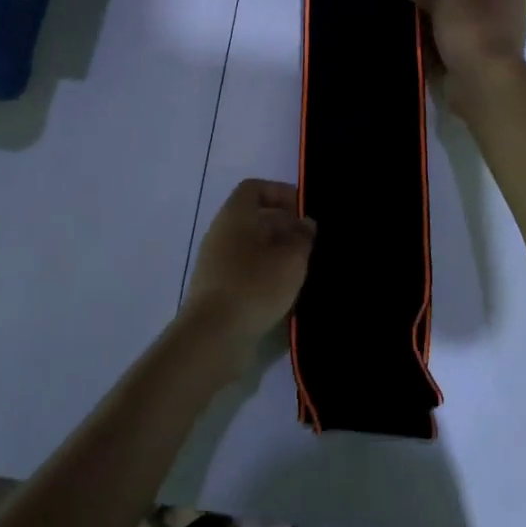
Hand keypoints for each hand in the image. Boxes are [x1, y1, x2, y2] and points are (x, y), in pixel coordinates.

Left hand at [178, 180, 316, 366]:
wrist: (213, 337)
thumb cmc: (254, 286)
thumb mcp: (290, 258)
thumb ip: (302, 237)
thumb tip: (305, 224)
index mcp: (234, 216)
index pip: (254, 189)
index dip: (280, 192)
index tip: (304, 211)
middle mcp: (221, 235)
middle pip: (254, 219)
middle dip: (285, 227)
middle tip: (312, 244)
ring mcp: (216, 264)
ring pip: (251, 248)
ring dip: (278, 254)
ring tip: (305, 269)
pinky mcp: (218, 291)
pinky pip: (246, 272)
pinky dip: (266, 275)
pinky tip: (287, 293)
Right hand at [404, 0, 525, 118]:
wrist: (483, 84)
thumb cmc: (471, 32)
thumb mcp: (446, 0)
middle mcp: (500, 12)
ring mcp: (488, 39)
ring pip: (453, 21)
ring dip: (429, 18)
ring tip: (403, 16)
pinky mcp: (474, 61)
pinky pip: (449, 44)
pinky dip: (431, 40)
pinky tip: (410, 38)